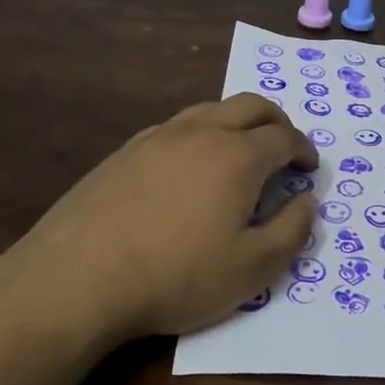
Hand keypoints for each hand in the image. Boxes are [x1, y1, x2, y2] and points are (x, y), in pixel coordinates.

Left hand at [0, 95, 317, 341]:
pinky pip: (176, 127)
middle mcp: (202, 132)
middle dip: (277, 122)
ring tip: (240, 153)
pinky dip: (199, 135)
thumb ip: (292, 231)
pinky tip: (189, 168)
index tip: (308, 170)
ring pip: (211, 110)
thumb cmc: (176, 276)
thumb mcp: (252, 269)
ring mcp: (159, 137)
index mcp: (239, 155)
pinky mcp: (126, 151)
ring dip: (237, 123)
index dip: (304, 150)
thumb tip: (306, 200)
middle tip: (284, 149)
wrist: (77, 278)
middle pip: (251, 105)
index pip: (285, 136)